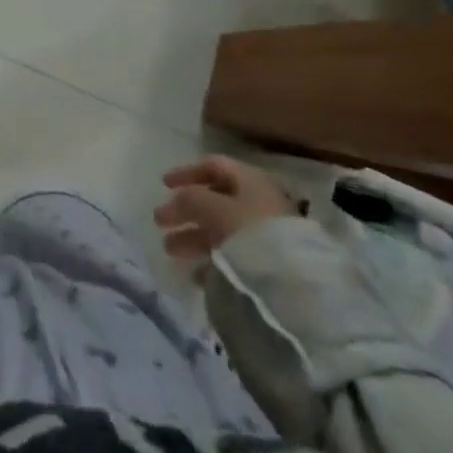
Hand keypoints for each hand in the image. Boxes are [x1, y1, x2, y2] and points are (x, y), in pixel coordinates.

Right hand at [153, 156, 298, 263]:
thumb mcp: (213, 208)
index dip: (186, 172)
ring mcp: (263, 234)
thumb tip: (174, 200)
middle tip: (160, 222)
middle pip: (214, 200)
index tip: (163, 185)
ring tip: (169, 250)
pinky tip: (194, 272)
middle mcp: (257, 202)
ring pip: (220, 229)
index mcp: (249, 180)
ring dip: (192, 236)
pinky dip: (210, 258)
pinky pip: (231, 255)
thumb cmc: (250, 232)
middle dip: (185, 210)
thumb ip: (190, 199)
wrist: (293, 286)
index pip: (213, 166)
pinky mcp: (265, 265)